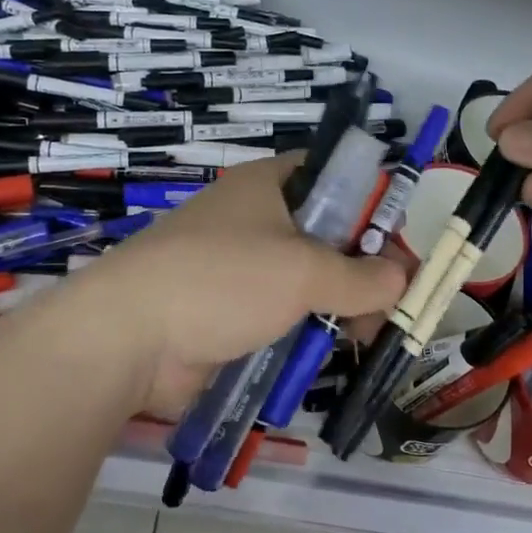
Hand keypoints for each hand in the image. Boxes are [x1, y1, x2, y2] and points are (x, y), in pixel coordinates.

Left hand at [68, 155, 406, 416]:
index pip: (334, 178)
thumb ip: (362, 276)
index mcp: (269, 185)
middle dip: (361, 269)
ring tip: (361, 337)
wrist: (129, 337)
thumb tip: (402, 279)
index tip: (396, 248)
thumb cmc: (223, 280)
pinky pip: (280, 314)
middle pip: (325, 235)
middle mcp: (254, 218)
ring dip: (337, 307)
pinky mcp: (227, 311)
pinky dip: (304, 330)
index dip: (371, 206)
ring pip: (305, 280)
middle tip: (387, 306)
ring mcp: (238, 267)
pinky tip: (325, 354)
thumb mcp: (304, 271)